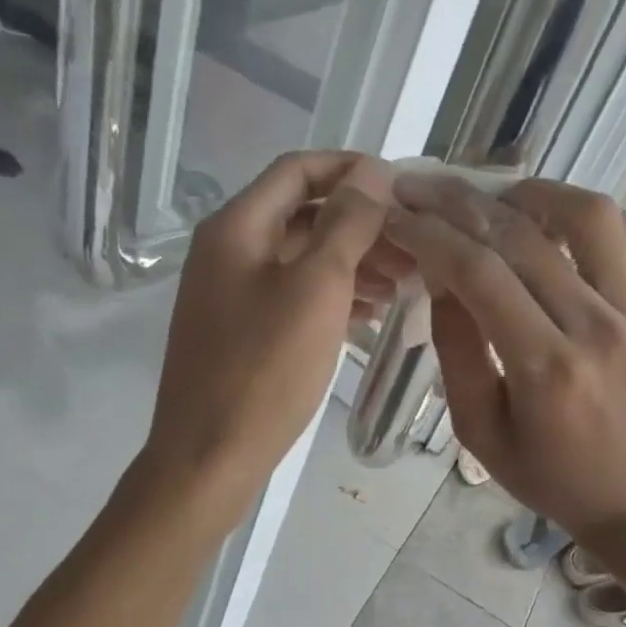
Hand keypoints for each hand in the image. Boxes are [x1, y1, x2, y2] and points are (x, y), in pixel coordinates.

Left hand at [144, 152, 394, 516]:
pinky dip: (334, 294)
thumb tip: (373, 171)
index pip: (299, 170)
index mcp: (237, 227)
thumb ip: (347, 224)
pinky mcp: (242, 329)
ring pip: (302, 257)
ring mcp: (232, 291)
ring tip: (406, 281)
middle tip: (416, 246)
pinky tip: (371, 312)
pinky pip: (294, 294)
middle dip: (362, 223)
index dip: (352, 169)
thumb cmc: (265, 370)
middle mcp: (229, 249)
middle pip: (303, 214)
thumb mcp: (317, 288)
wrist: (209, 457)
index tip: (404, 187)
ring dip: (353, 260)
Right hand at [383, 175, 625, 539]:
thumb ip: (457, 349)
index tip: (395, 216)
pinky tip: (538, 214)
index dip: (430, 236)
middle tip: (417, 189)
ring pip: (581, 215)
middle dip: (457, 203)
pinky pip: (617, 231)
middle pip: (520, 236)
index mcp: (546, 368)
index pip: (480, 274)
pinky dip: (573, 207)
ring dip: (523, 193)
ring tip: (482, 197)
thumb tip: (439, 276)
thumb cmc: (549, 475)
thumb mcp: (479, 431)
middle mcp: (593, 325)